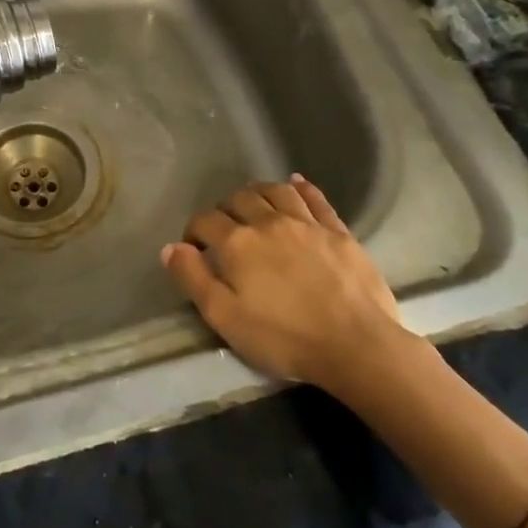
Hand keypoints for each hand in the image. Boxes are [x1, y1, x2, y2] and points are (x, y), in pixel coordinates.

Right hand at [161, 175, 407, 393]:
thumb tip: (171, 247)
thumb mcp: (225, 318)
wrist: (356, 345)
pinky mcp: (337, 230)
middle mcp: (268, 222)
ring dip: (258, 192)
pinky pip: (315, 198)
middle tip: (224, 229)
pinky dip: (302, 187)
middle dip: (224, 209)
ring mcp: (305, 222)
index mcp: (237, 243)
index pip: (205, 221)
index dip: (194, 231)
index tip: (193, 248)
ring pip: (275, 191)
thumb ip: (194, 279)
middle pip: (239, 199)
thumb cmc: (284, 337)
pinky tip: (296, 182)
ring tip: (253, 203)